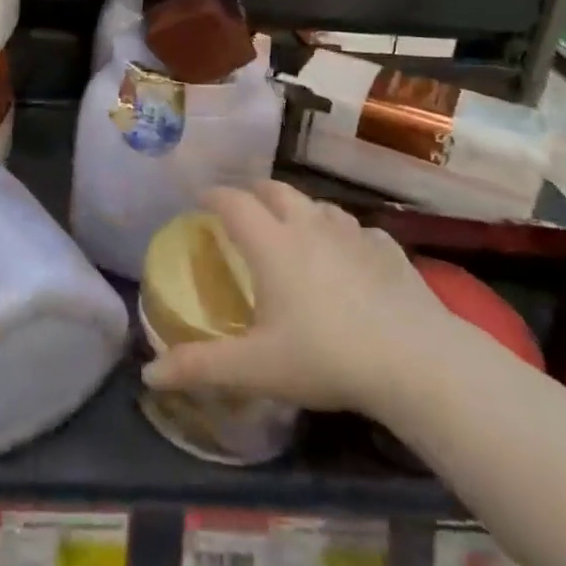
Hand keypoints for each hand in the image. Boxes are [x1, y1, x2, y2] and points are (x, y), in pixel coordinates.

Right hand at [141, 181, 444, 415]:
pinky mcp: (389, 249)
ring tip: (293, 227)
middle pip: (276, 190)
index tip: (200, 200)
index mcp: (272, 244)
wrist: (416, 361)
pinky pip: (358, 229)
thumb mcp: (256, 368)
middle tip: (243, 209)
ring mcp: (353, 234)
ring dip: (299, 209)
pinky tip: (349, 255)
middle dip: (254, 193)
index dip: (213, 195)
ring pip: (318, 205)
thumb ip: (201, 367)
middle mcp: (309, 226)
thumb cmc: (326, 357)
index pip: (233, 202)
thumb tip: (149, 375)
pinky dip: (343, 234)